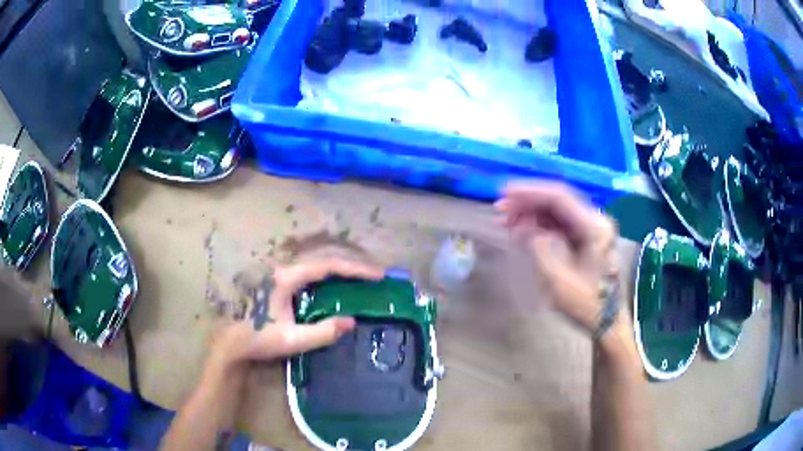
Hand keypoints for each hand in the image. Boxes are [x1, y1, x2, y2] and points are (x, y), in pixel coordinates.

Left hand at [212, 258, 384, 366]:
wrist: (231, 341)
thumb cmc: (258, 339)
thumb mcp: (291, 340)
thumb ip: (322, 332)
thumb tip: (351, 321)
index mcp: (285, 278)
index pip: (326, 266)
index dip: (354, 269)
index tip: (377, 275)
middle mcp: (282, 269)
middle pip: (323, 260)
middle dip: (351, 266)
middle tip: (375, 276)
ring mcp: (279, 273)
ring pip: (315, 264)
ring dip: (340, 269)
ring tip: (362, 278)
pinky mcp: (277, 281)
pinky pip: (308, 273)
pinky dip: (328, 276)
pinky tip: (336, 286)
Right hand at [495, 181, 618, 332]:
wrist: (607, 322)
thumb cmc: (585, 304)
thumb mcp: (557, 279)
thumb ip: (538, 246)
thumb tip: (522, 224)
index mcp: (594, 227)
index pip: (559, 197)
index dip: (529, 192)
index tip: (504, 193)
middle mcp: (594, 220)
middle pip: (557, 201)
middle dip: (527, 202)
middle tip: (500, 210)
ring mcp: (591, 229)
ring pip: (556, 211)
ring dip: (531, 213)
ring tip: (506, 221)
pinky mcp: (585, 238)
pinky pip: (559, 224)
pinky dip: (539, 224)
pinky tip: (522, 230)